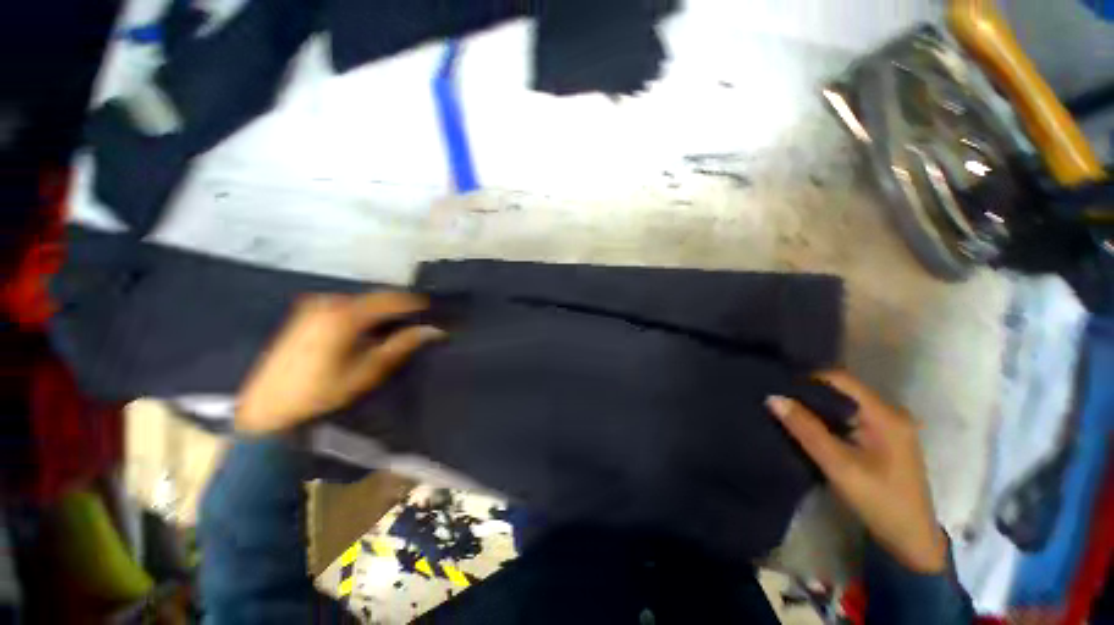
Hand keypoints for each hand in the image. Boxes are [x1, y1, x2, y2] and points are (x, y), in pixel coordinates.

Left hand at [236, 292, 444, 433]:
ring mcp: (314, 306)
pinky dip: (362, 312)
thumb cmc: (321, 392)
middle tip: (417, 320)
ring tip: (397, 325)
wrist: (267, 407)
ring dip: (381, 310)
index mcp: (345, 315)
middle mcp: (329, 303)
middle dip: (398, 307)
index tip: (433, 310)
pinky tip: (367, 328)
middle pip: (375, 297)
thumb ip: (401, 345)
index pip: (390, 299)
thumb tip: (433, 330)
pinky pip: (345, 305)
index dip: (415, 303)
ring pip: (360, 301)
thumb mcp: (367, 371)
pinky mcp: (305, 313)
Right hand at [767, 371, 947, 573]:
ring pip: (843, 404)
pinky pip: (848, 417)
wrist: (910, 540)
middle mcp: (889, 412)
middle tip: (777, 397)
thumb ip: (806, 429)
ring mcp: (888, 426)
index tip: (777, 384)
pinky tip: (807, 425)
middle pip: (842, 390)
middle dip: (808, 392)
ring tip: (785, 408)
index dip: (807, 378)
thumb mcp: (839, 466)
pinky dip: (827, 418)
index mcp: (885, 414)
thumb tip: (773, 397)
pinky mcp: (882, 438)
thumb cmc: (879, 501)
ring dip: (816, 406)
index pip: (840, 379)